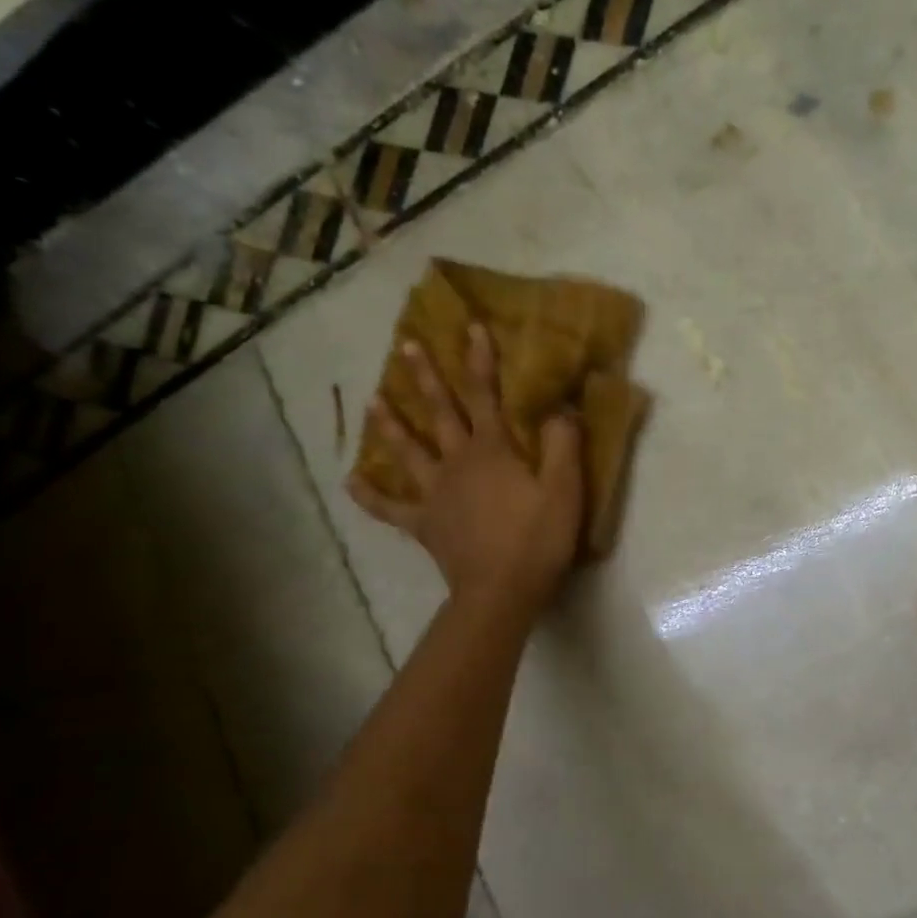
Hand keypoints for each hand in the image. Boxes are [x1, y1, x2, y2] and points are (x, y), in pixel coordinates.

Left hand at [348, 325, 582, 614]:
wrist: (502, 591)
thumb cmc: (538, 539)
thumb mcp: (565, 489)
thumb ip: (562, 444)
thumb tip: (559, 407)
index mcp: (493, 451)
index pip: (485, 396)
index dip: (479, 361)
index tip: (469, 326)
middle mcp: (458, 463)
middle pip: (440, 414)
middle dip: (426, 378)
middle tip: (406, 346)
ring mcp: (436, 494)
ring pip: (409, 452)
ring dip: (391, 424)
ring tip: (373, 400)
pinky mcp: (425, 525)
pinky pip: (391, 507)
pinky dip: (370, 495)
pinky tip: (351, 480)